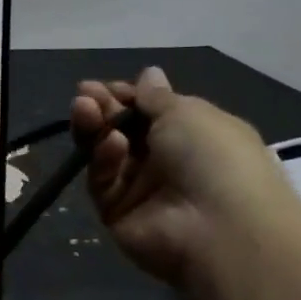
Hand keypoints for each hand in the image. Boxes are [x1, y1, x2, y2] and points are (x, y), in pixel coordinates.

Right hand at [71, 66, 300, 287]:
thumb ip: (156, 97)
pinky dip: (103, 159)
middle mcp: (165, 160)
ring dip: (95, 128)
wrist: (217, 226)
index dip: (126, 96)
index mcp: (192, 133)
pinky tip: (110, 144)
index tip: (103, 86)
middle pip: (122, 130)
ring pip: (106, 154)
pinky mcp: (117, 212)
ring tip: (83, 108)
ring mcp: (140, 188)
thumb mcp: (187, 112)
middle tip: (84, 95)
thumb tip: (148, 73)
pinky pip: (103, 181)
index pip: (149, 111)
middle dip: (103, 109)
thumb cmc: (214, 156)